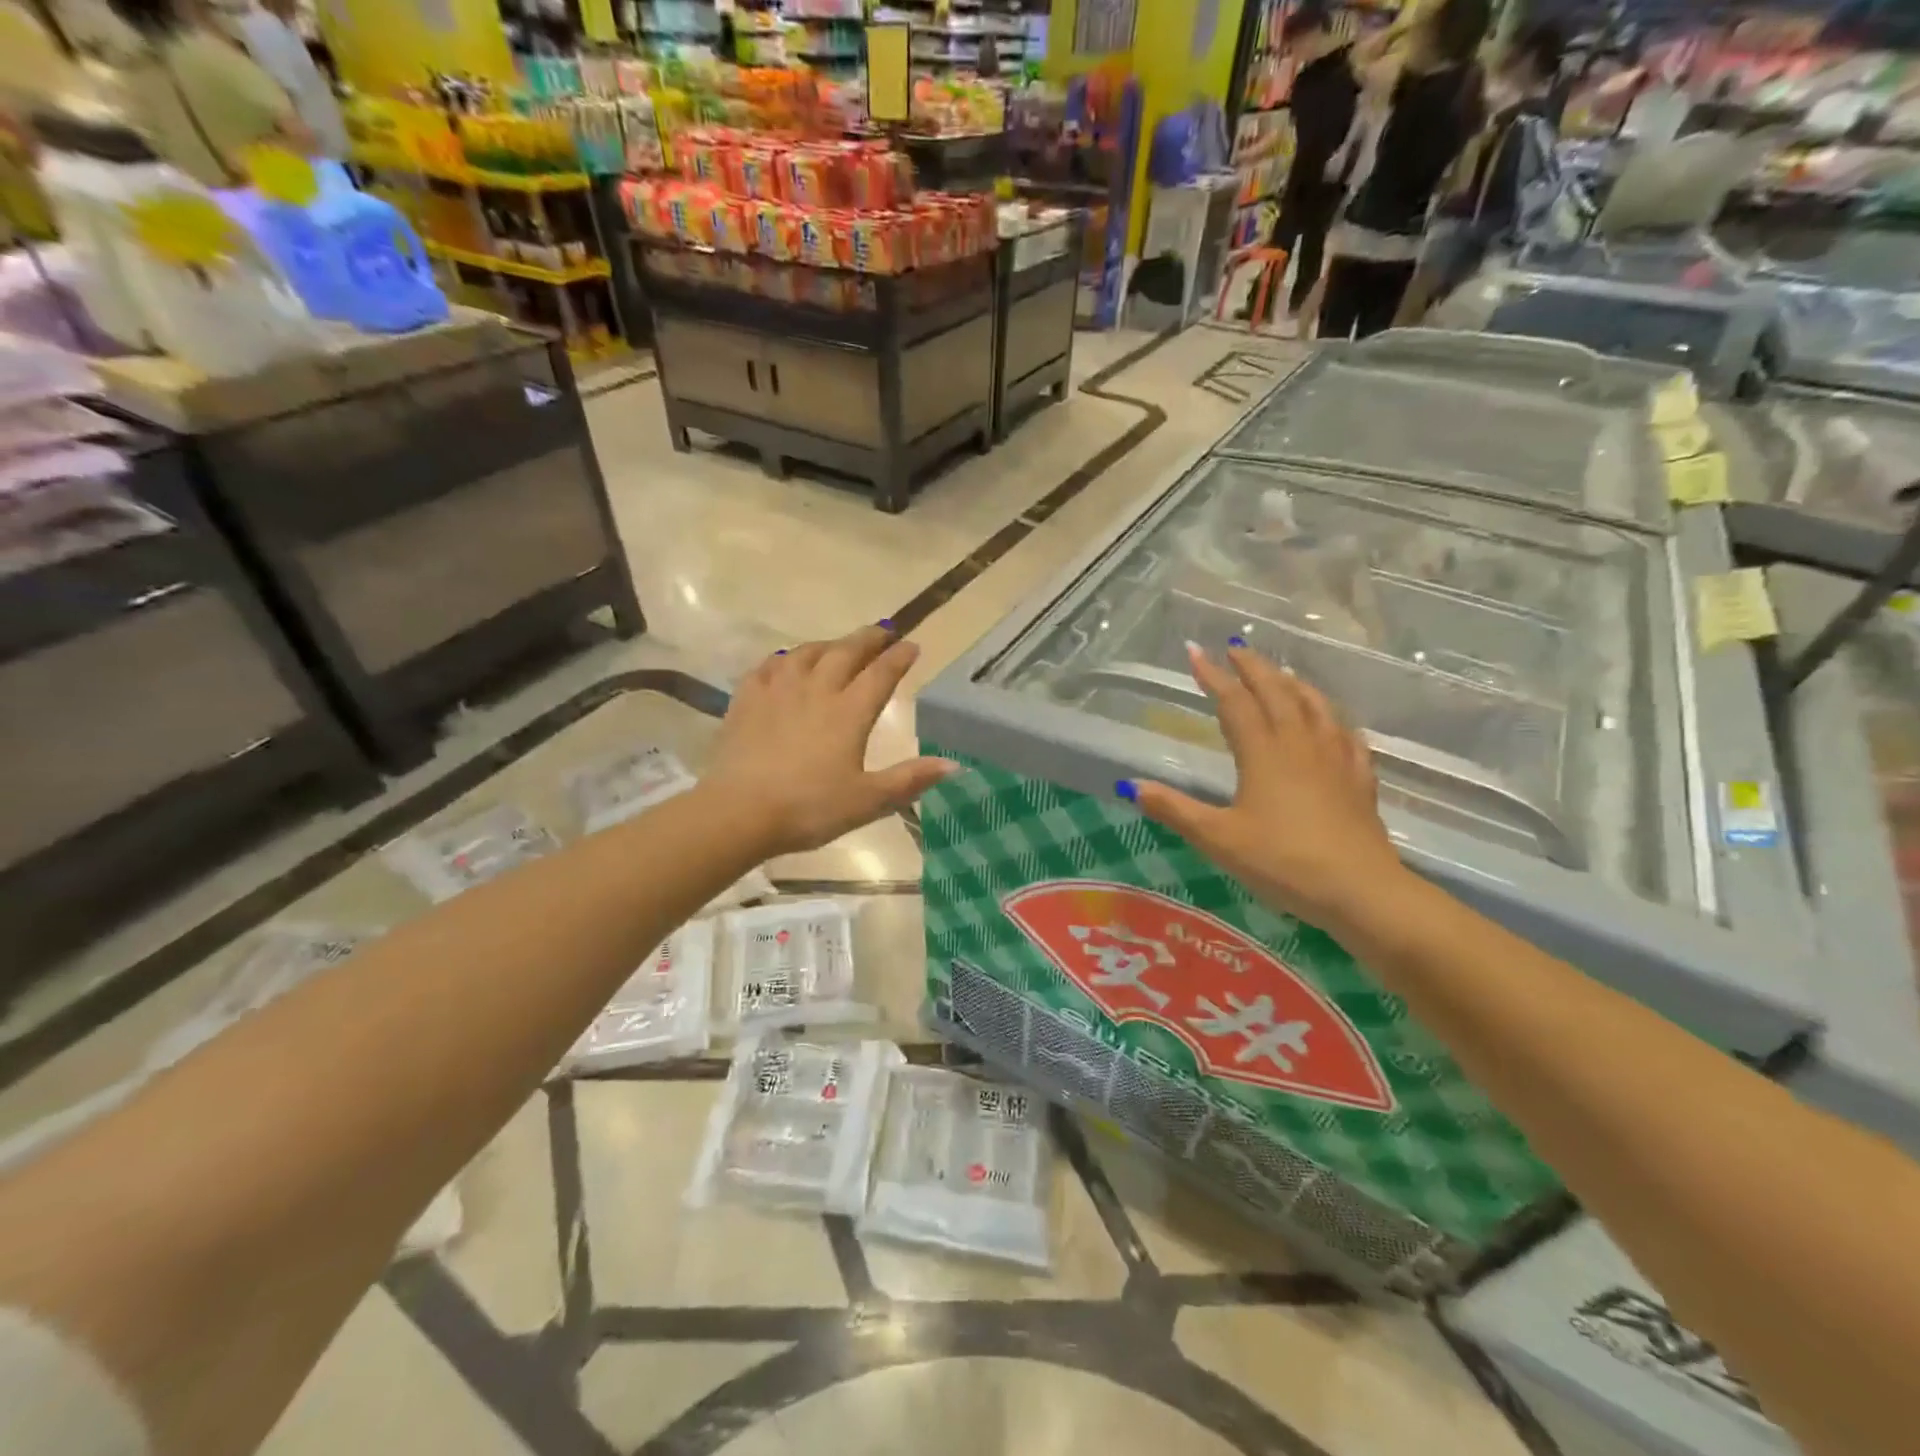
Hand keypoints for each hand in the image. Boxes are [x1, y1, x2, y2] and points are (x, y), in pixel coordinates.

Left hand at [703, 625, 956, 856]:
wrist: (739, 812)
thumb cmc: (809, 808)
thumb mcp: (868, 801)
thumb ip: (910, 779)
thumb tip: (954, 764)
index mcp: (849, 712)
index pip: (881, 674)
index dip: (899, 658)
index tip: (912, 645)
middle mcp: (817, 690)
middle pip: (846, 652)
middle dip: (869, 639)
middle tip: (884, 631)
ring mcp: (778, 690)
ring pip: (807, 653)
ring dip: (829, 644)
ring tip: (839, 644)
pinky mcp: (747, 699)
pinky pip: (769, 666)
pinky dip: (785, 659)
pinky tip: (786, 663)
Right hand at [1126, 643, 1408, 934]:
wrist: (1359, 890)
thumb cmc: (1282, 862)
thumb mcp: (1218, 839)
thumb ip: (1175, 809)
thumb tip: (1131, 786)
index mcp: (1263, 753)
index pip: (1234, 702)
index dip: (1212, 676)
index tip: (1194, 652)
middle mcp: (1299, 744)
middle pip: (1277, 692)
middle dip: (1254, 668)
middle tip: (1236, 648)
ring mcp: (1335, 759)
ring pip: (1314, 706)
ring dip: (1293, 684)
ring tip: (1281, 673)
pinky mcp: (1359, 779)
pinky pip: (1346, 735)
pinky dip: (1332, 718)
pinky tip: (1332, 722)